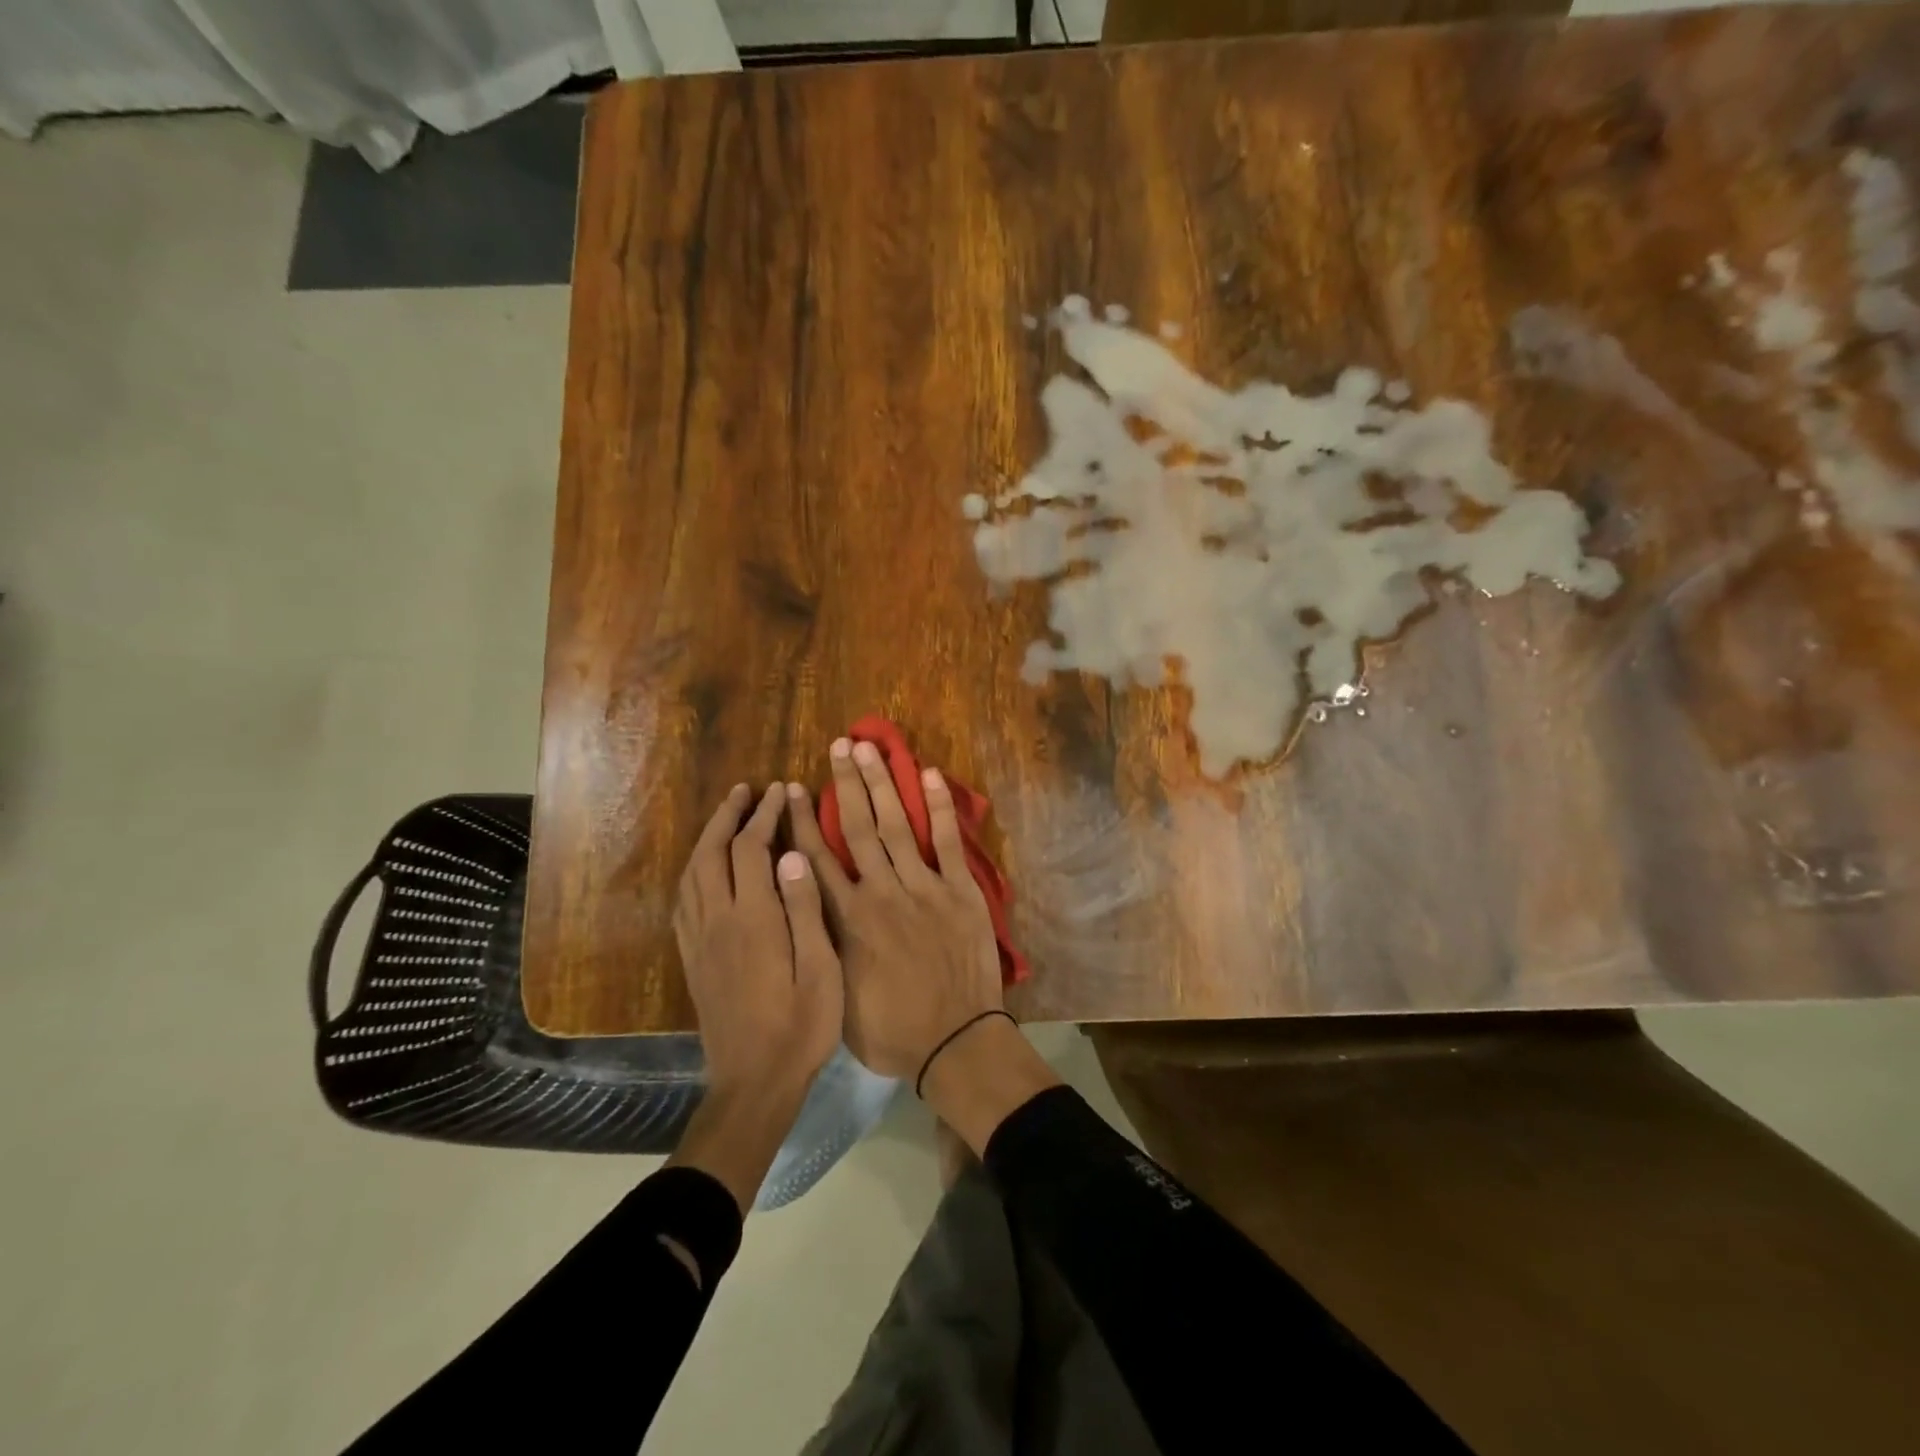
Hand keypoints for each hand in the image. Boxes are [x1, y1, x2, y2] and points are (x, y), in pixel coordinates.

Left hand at [673, 783, 842, 1100]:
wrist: (753, 1082)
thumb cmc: (801, 1027)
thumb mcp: (821, 969)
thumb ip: (804, 909)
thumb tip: (791, 855)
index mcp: (753, 920)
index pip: (751, 850)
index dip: (765, 816)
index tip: (780, 791)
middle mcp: (718, 921)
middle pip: (712, 853)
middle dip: (728, 816)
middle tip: (745, 790)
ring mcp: (699, 940)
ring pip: (692, 874)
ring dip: (707, 838)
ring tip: (726, 817)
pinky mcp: (691, 959)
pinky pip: (683, 901)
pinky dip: (693, 871)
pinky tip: (705, 869)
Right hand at [786, 739, 1003, 1082]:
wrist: (956, 1042)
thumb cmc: (893, 1030)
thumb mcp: (839, 996)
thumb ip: (824, 945)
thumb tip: (809, 910)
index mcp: (848, 919)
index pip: (818, 858)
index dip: (806, 820)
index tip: (797, 789)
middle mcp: (881, 892)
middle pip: (859, 828)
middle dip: (848, 783)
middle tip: (840, 745)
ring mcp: (924, 887)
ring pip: (897, 825)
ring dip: (884, 783)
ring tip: (873, 747)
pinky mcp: (959, 891)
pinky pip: (946, 842)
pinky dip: (938, 808)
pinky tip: (929, 775)